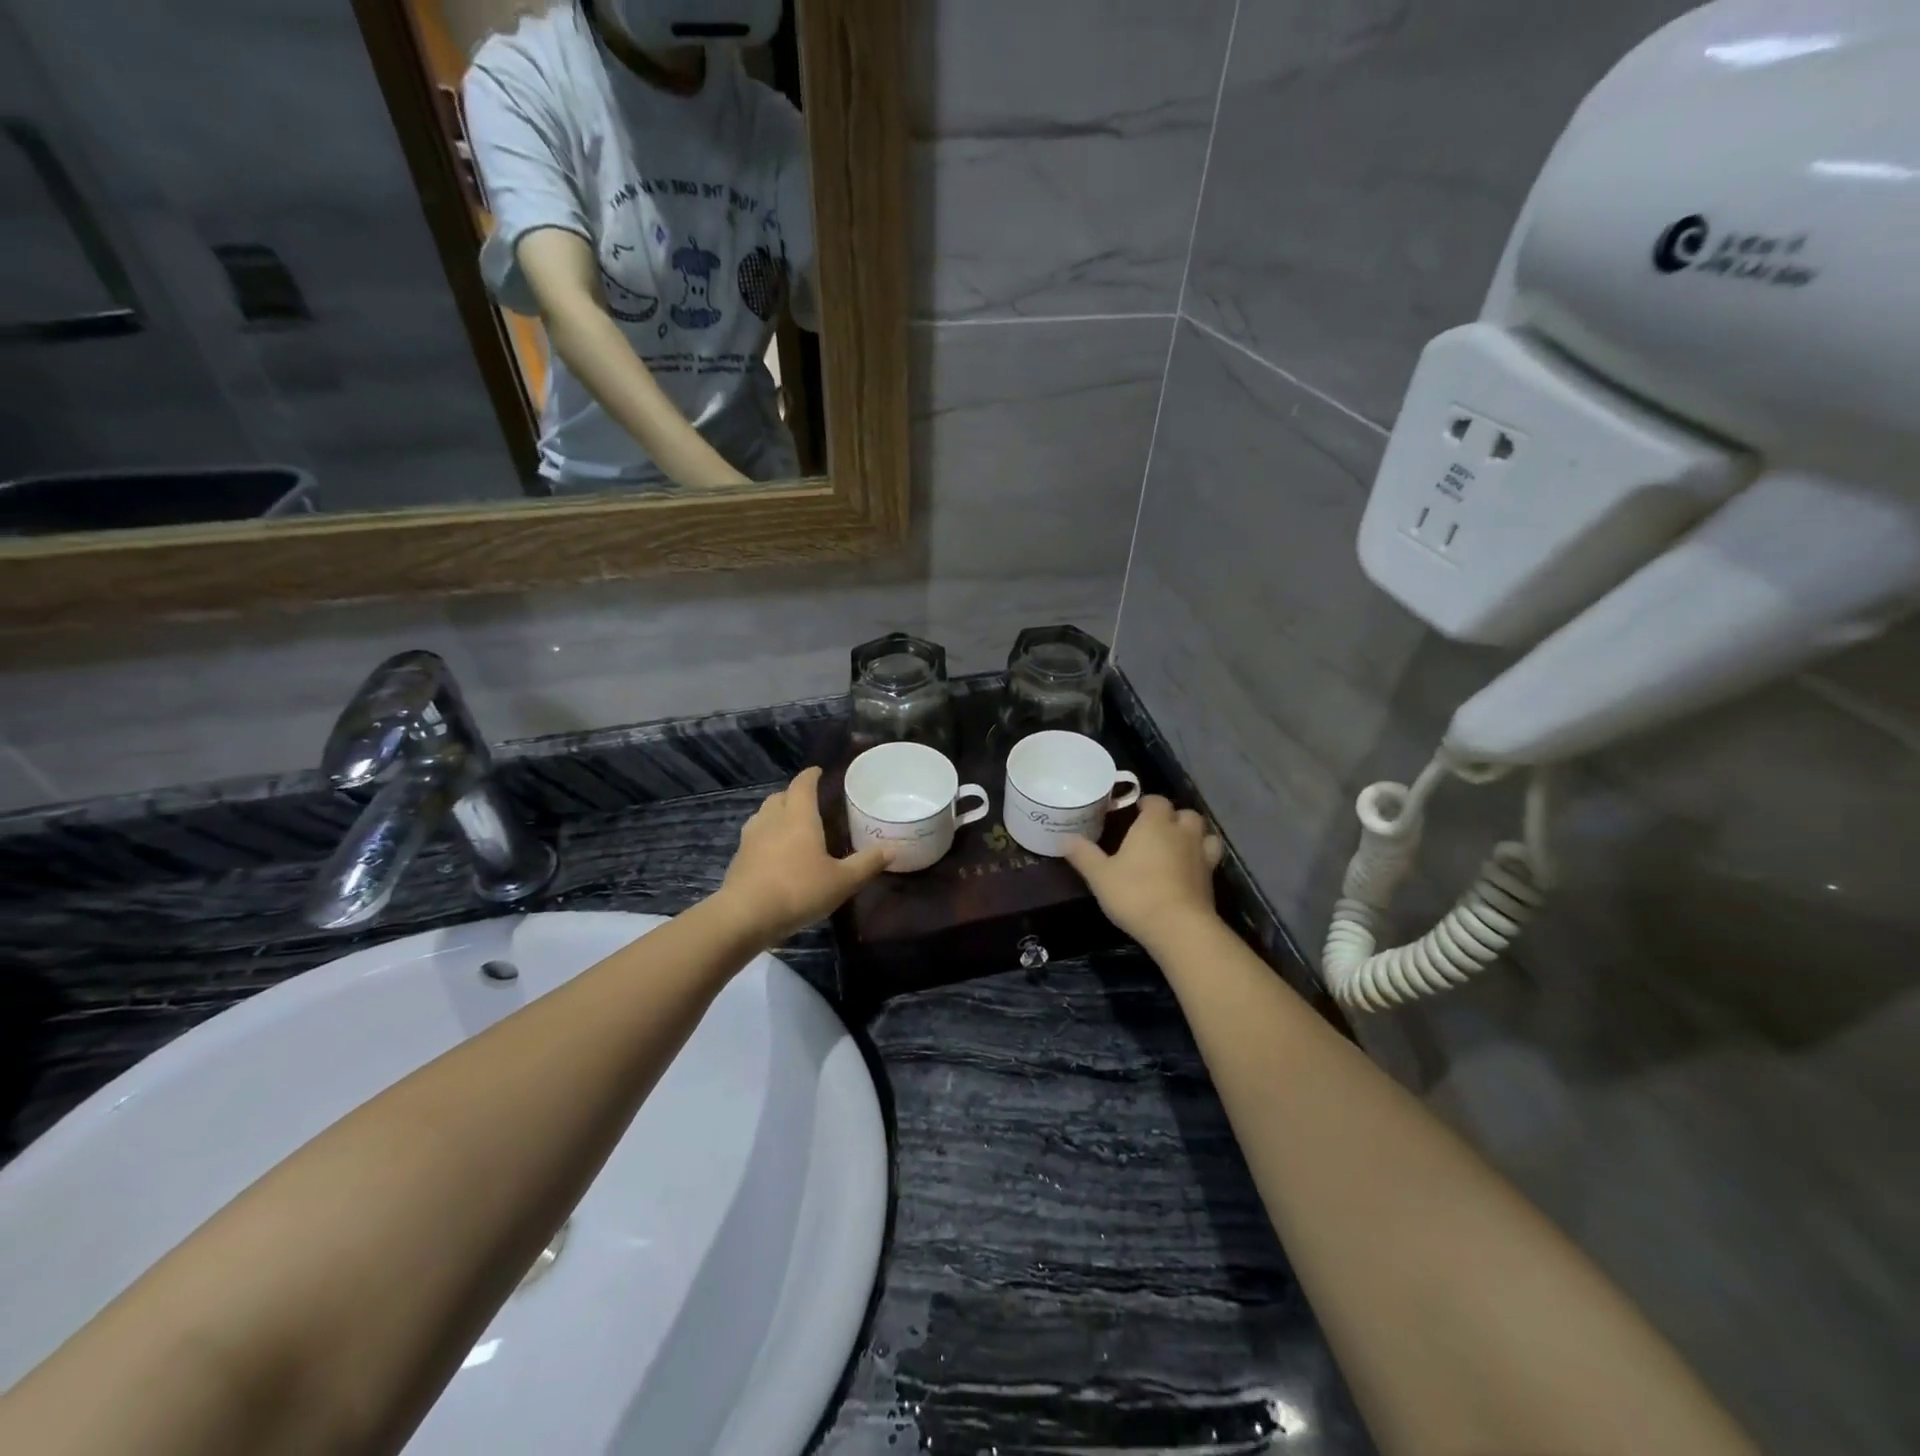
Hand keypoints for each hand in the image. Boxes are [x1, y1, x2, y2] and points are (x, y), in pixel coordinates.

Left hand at [717, 767, 889, 943]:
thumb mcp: (842, 881)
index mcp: (799, 816)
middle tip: (809, 803)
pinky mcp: (738, 858)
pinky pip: (754, 837)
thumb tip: (891, 849)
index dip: (811, 776)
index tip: (818, 772)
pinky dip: (765, 837)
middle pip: (780, 796)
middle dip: (793, 795)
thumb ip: (867, 863)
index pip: (803, 785)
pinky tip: (774, 854)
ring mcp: (750, 838)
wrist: (746, 916)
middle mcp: (772, 820)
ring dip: (776, 814)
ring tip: (791, 826)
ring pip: (763, 815)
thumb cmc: (799, 890)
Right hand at [1064, 796, 1223, 948]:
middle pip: (1185, 814)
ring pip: (1204, 833)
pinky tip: (1189, 869)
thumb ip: (1083, 855)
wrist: (1179, 928)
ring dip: (1193, 835)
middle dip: (1173, 817)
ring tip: (1179, 845)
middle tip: (1156, 830)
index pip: (1156, 801)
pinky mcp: (1211, 878)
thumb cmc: (1136, 894)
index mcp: (1154, 825)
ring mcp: (1201, 855)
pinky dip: (1201, 858)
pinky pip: (1209, 857)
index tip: (1135, 811)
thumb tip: (1063, 838)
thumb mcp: (1100, 876)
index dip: (1147, 803)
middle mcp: (1181, 833)